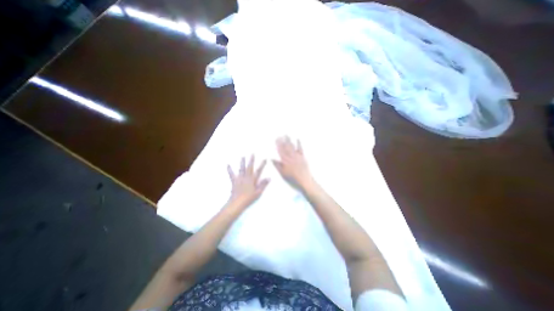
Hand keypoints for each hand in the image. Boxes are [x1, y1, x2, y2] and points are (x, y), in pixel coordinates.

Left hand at [228, 154, 270, 208]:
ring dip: (242, 162)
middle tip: (252, 153)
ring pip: (241, 169)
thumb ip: (263, 184)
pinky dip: (230, 170)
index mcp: (253, 180)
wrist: (237, 202)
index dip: (262, 165)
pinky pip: (231, 174)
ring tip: (243, 157)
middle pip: (249, 167)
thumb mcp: (258, 192)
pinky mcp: (234, 181)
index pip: (259, 171)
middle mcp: (246, 177)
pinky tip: (228, 165)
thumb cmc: (249, 198)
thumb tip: (269, 178)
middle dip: (251, 160)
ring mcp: (240, 179)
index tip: (265, 159)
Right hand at [273, 136, 312, 190]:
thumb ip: (277, 166)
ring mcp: (297, 156)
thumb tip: (272, 159)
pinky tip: (297, 139)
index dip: (278, 144)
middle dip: (283, 140)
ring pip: (292, 147)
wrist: (305, 181)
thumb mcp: (282, 174)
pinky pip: (300, 149)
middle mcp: (291, 157)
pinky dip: (299, 143)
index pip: (280, 150)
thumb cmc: (292, 179)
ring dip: (289, 140)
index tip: (276, 139)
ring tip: (286, 135)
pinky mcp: (303, 157)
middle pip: (286, 147)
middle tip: (280, 135)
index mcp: (285, 161)